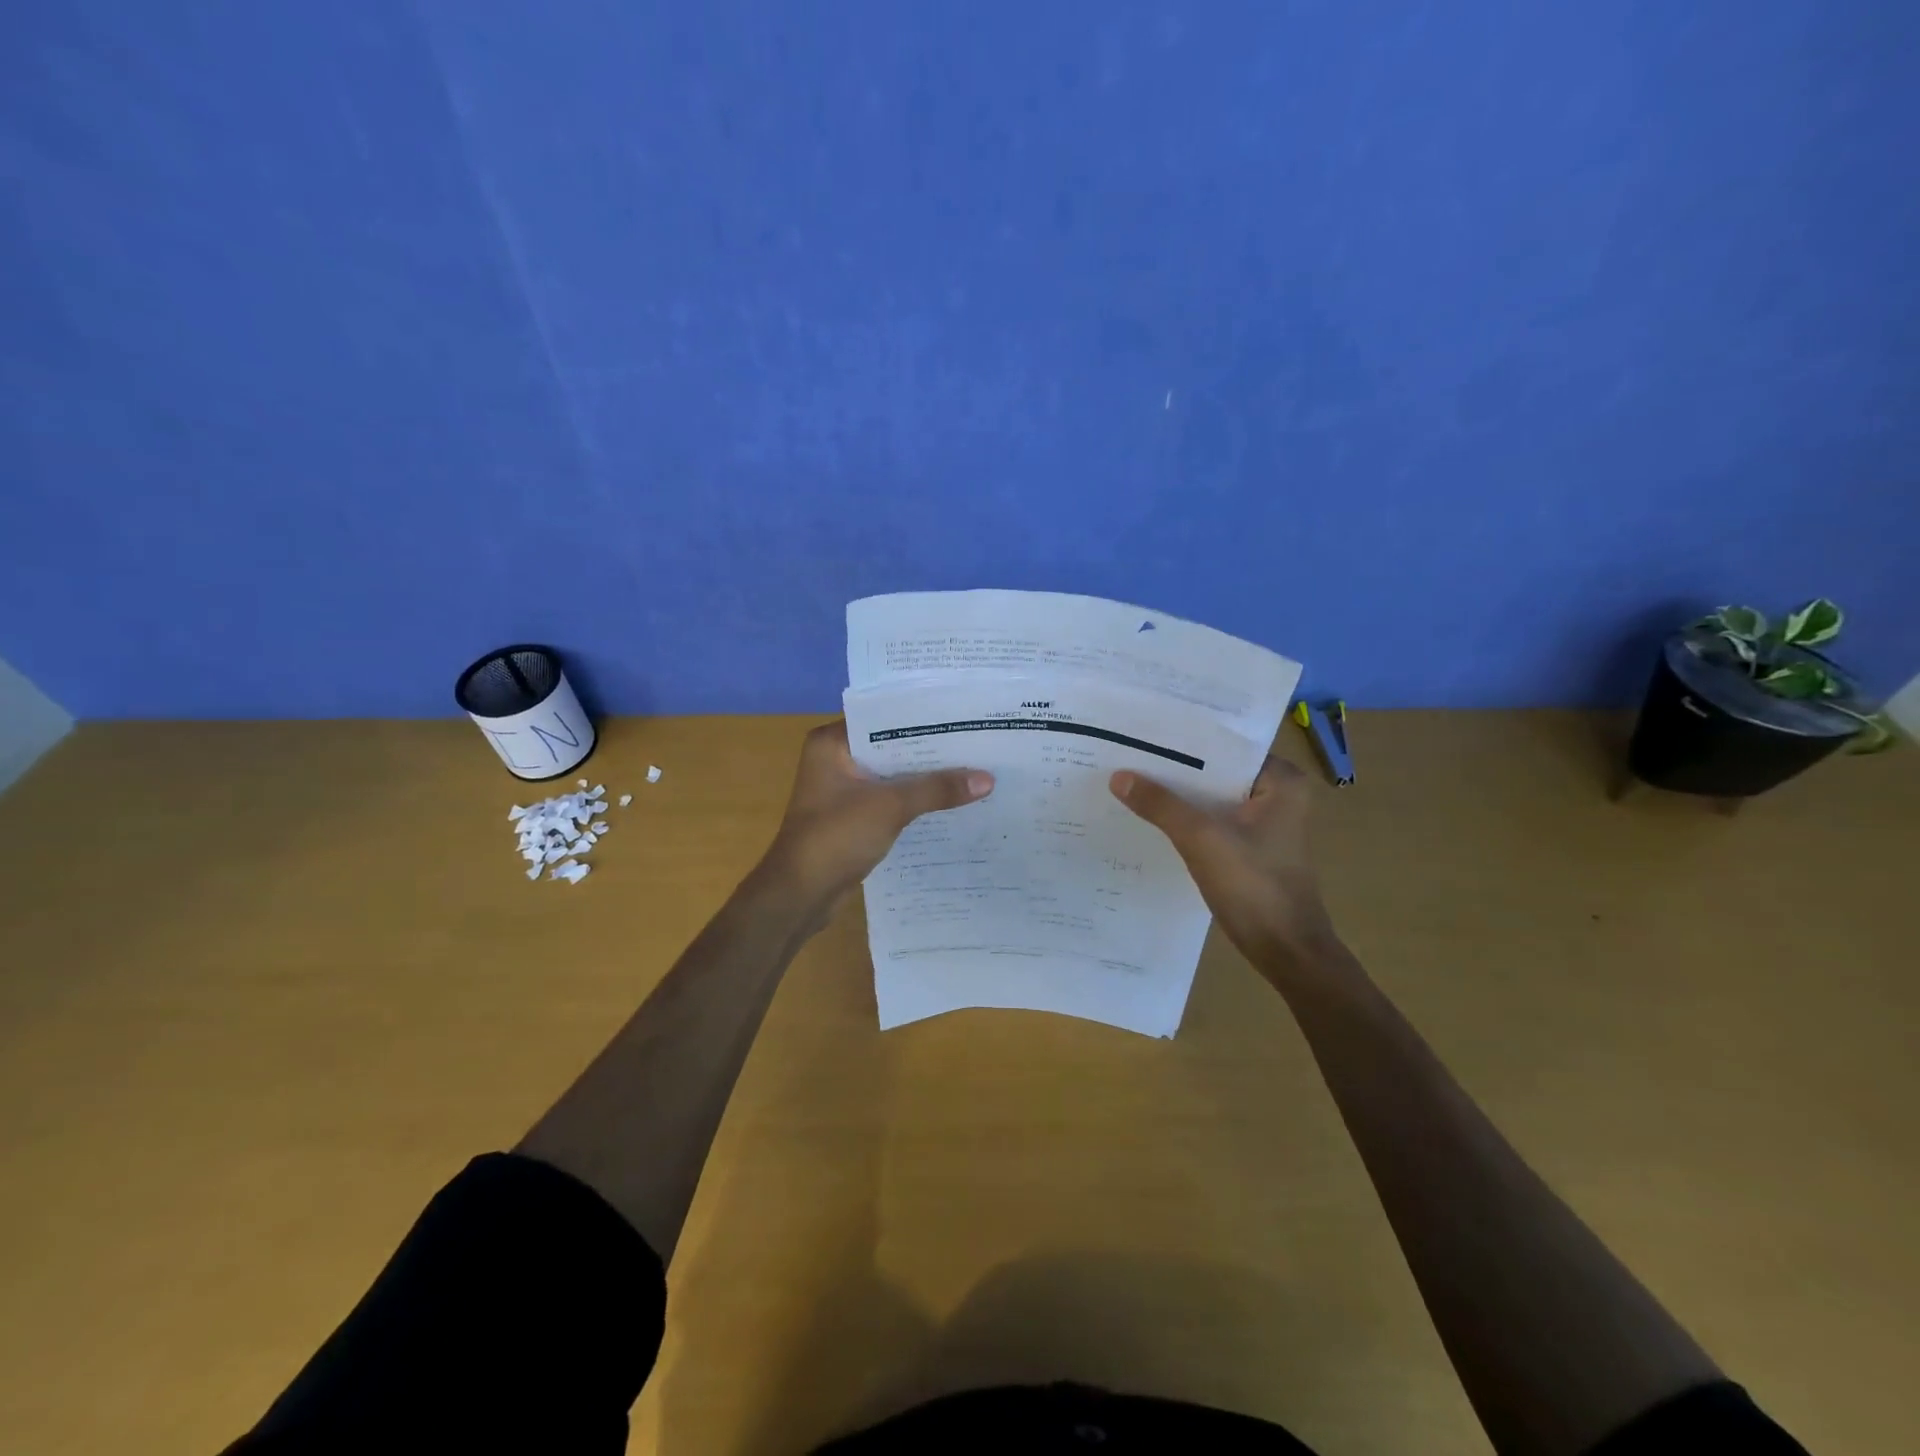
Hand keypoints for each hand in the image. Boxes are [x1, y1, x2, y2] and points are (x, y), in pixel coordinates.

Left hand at [761, 721, 993, 912]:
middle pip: (892, 747)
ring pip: (893, 775)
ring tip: (974, 769)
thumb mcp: (890, 806)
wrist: (800, 894)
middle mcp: (836, 759)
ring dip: (926, 778)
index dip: (924, 718)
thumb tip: (988, 779)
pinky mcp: (853, 816)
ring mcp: (843, 789)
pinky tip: (951, 802)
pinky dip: (915, 801)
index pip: (885, 717)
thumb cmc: (836, 837)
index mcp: (832, 742)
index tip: (963, 716)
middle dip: (931, 750)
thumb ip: (937, 789)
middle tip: (978, 742)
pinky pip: (891, 799)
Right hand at [1110, 755, 1335, 968]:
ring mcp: (1262, 823)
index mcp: (1280, 781)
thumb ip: (1160, 804)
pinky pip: (1209, 821)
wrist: (1285, 951)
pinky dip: (1183, 819)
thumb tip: (1118, 776)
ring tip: (1128, 778)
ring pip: (1209, 797)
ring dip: (1176, 795)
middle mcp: (1276, 794)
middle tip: (1126, 753)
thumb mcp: (1202, 838)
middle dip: (1174, 768)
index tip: (1142, 732)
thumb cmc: (1254, 886)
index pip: (1224, 746)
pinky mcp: (1248, 847)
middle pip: (1214, 772)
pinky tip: (1148, 815)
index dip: (1183, 740)